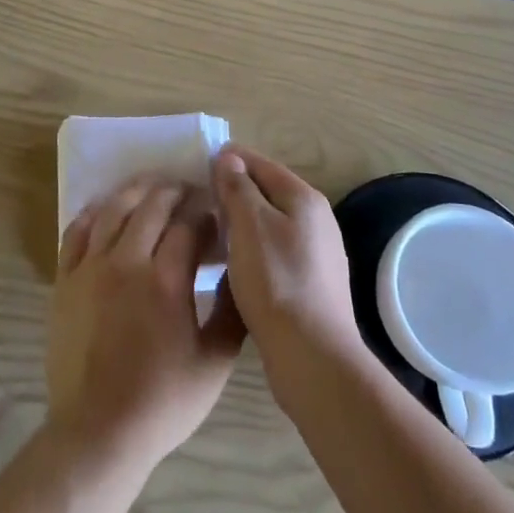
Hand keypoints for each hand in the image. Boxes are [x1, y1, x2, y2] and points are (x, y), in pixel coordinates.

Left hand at [46, 179, 244, 475]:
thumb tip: (240, 272)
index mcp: (166, 280)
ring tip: (151, 187)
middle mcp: (127, 261)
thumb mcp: (215, 363)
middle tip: (187, 191)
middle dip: (174, 192)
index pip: (188, 225)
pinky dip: (93, 213)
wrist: (98, 431)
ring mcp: (90, 267)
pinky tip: (104, 209)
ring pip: (113, 210)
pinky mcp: (65, 279)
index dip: (204, 213)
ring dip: (136, 192)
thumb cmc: (163, 401)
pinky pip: (76, 231)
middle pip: (152, 206)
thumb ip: (233, 313)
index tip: (214, 213)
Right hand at [214, 148, 363, 397]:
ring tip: (210, 231)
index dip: (228, 160)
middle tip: (198, 200)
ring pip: (270, 222)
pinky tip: (234, 263)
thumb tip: (230, 157)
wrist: (312, 355)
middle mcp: (317, 219)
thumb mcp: (249, 225)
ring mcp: (317, 252)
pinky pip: (275, 250)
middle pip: (267, 192)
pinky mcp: (312, 281)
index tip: (196, 165)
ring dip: (242, 221)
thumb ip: (238, 187)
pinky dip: (253, 247)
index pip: (260, 163)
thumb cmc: (276, 281)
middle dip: (234, 191)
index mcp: (304, 197)